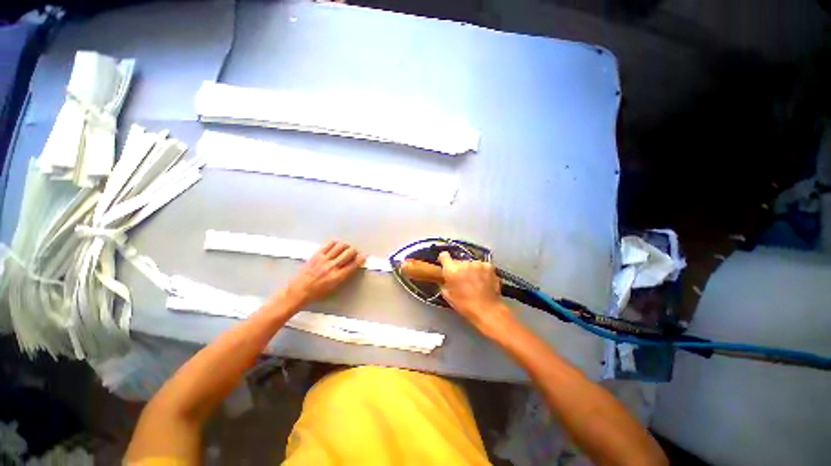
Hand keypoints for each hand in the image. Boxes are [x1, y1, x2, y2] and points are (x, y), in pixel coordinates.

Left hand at [280, 240, 365, 307]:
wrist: (298, 291)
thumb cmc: (317, 293)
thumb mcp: (334, 287)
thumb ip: (344, 275)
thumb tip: (351, 266)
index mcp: (338, 277)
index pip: (354, 264)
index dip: (361, 259)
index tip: (365, 255)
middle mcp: (332, 266)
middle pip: (349, 253)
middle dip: (354, 251)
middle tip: (354, 252)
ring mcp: (324, 259)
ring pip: (340, 246)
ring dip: (346, 246)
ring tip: (345, 248)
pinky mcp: (317, 254)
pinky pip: (329, 244)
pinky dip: (335, 243)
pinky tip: (336, 245)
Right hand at [438, 252, 512, 332]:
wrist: (487, 309)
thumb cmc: (465, 305)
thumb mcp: (447, 295)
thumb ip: (443, 283)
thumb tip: (444, 278)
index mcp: (452, 270)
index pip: (444, 255)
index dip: (444, 260)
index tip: (445, 264)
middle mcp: (464, 263)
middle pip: (458, 261)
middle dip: (459, 268)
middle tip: (462, 279)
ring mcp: (477, 264)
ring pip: (470, 263)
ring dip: (470, 269)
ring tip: (474, 282)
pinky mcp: (488, 266)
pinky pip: (481, 266)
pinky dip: (481, 271)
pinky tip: (483, 281)